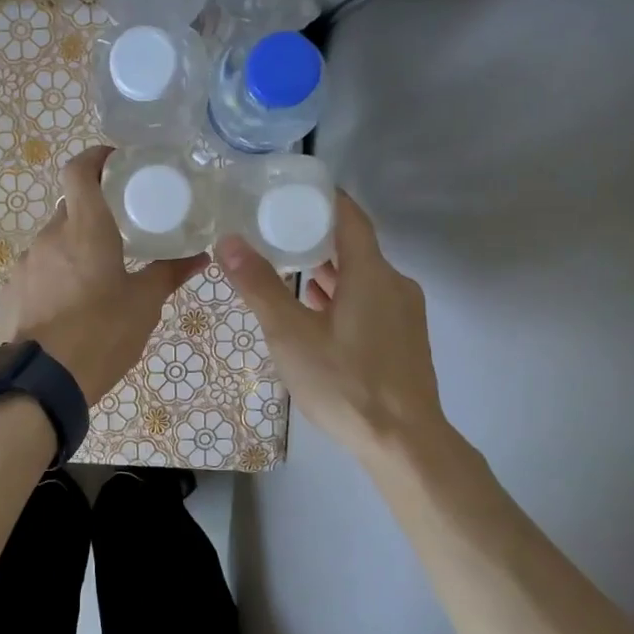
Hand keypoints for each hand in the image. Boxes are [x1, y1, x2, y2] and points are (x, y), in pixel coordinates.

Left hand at [0, 146, 207, 403]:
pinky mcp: (12, 290)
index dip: (95, 157)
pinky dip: (56, 275)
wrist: (42, 382)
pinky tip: (70, 305)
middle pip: (70, 207)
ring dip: (74, 249)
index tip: (115, 161)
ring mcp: (26, 263)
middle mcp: (50, 236)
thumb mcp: (144, 304)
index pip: (79, 170)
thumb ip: (170, 273)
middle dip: (93, 212)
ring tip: (97, 278)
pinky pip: (38, 269)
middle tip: (120, 230)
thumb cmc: (101, 334)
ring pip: (54, 241)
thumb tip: (201, 255)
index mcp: (85, 229)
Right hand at [217, 191, 457, 465]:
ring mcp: (405, 313)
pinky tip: (318, 313)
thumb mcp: (291, 335)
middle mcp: (395, 284)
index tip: (291, 191)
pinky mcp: (405, 339)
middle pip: (356, 246)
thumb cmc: (345, 383)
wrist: (404, 443)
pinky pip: (371, 301)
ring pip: (363, 277)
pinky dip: (344, 296)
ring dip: (330, 270)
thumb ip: (259, 286)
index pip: (350, 216)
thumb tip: (228, 240)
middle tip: (276, 232)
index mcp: (371, 273)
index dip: (323, 198)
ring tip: (289, 271)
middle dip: (317, 237)